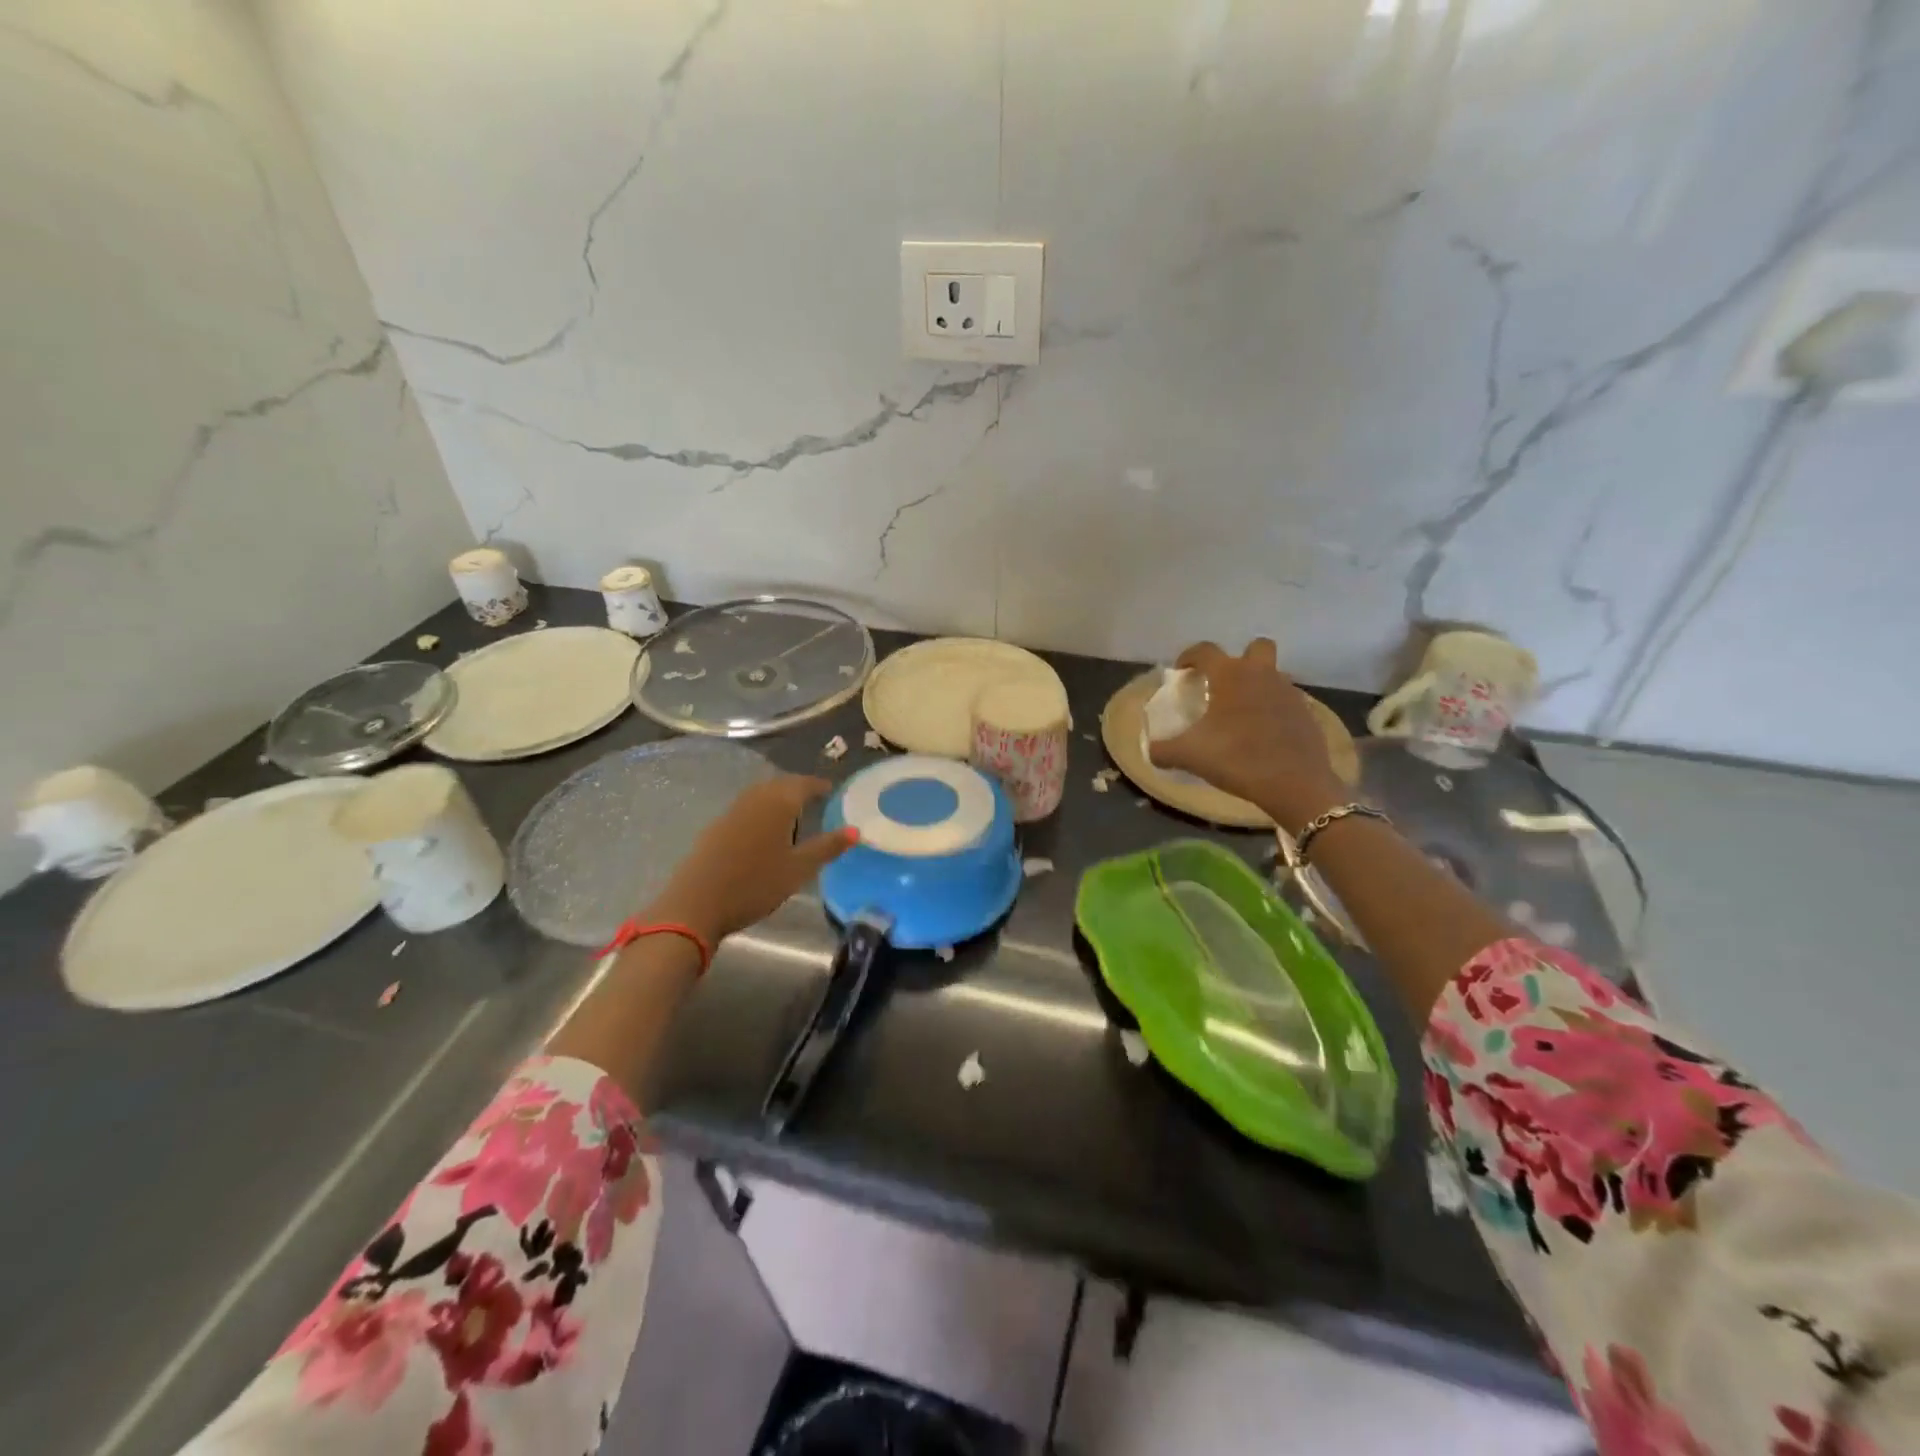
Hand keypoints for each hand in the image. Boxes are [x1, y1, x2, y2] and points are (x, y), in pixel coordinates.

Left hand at [647, 776, 856, 944]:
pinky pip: (745, 809)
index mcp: (777, 804)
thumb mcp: (798, 869)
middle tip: (814, 798)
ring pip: (759, 795)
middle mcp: (753, 800)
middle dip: (797, 788)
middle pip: (779, 785)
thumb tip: (855, 830)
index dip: (818, 786)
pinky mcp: (714, 829)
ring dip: (777, 798)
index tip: (831, 790)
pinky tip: (763, 831)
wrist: (695, 905)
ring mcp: (730, 813)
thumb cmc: (755, 885)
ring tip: (791, 813)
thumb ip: (827, 847)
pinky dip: (760, 811)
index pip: (802, 784)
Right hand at [1152, 639, 1347, 831]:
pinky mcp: (1307, 715)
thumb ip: (1163, 750)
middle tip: (1224, 685)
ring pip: (1273, 675)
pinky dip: (1274, 711)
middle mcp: (1262, 675)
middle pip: (1256, 647)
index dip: (1189, 657)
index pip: (1205, 650)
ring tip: (1241, 714)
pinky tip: (1263, 735)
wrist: (1295, 784)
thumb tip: (1152, 751)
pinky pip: (1286, 702)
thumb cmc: (1236, 758)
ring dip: (1258, 686)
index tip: (1182, 673)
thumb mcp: (1189, 756)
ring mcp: (1289, 693)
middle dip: (1240, 659)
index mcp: (1230, 675)